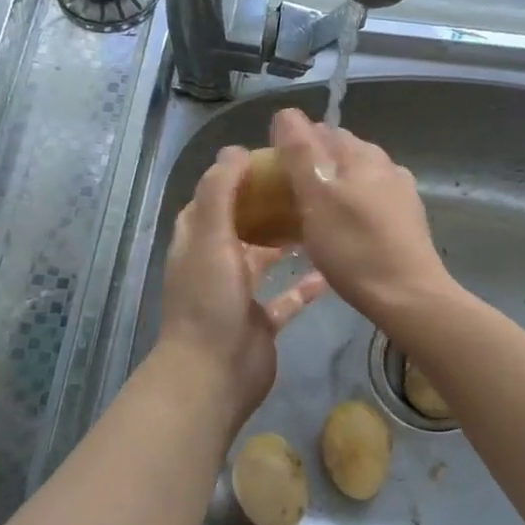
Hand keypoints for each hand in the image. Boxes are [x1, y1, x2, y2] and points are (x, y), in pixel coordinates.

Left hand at [158, 145, 326, 423]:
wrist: (214, 374)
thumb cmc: (210, 300)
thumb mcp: (210, 237)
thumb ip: (220, 192)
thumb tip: (235, 150)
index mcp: (196, 241)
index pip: (211, 199)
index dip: (232, 178)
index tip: (267, 160)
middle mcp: (214, 263)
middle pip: (239, 225)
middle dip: (265, 205)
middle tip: (301, 186)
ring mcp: (237, 295)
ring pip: (262, 259)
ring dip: (283, 241)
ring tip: (316, 219)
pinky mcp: (260, 322)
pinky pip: (285, 299)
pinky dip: (303, 287)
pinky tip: (328, 273)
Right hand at [270, 108, 453, 323]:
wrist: (408, 295)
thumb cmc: (354, 247)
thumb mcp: (316, 198)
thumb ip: (300, 153)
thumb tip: (286, 113)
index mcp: (361, 153)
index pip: (320, 130)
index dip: (293, 143)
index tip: (274, 171)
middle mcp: (384, 163)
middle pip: (340, 152)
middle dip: (314, 164)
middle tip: (287, 194)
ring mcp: (401, 192)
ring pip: (357, 177)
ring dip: (334, 186)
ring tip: (312, 214)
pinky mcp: (408, 219)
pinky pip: (371, 200)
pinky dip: (351, 206)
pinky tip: (343, 230)